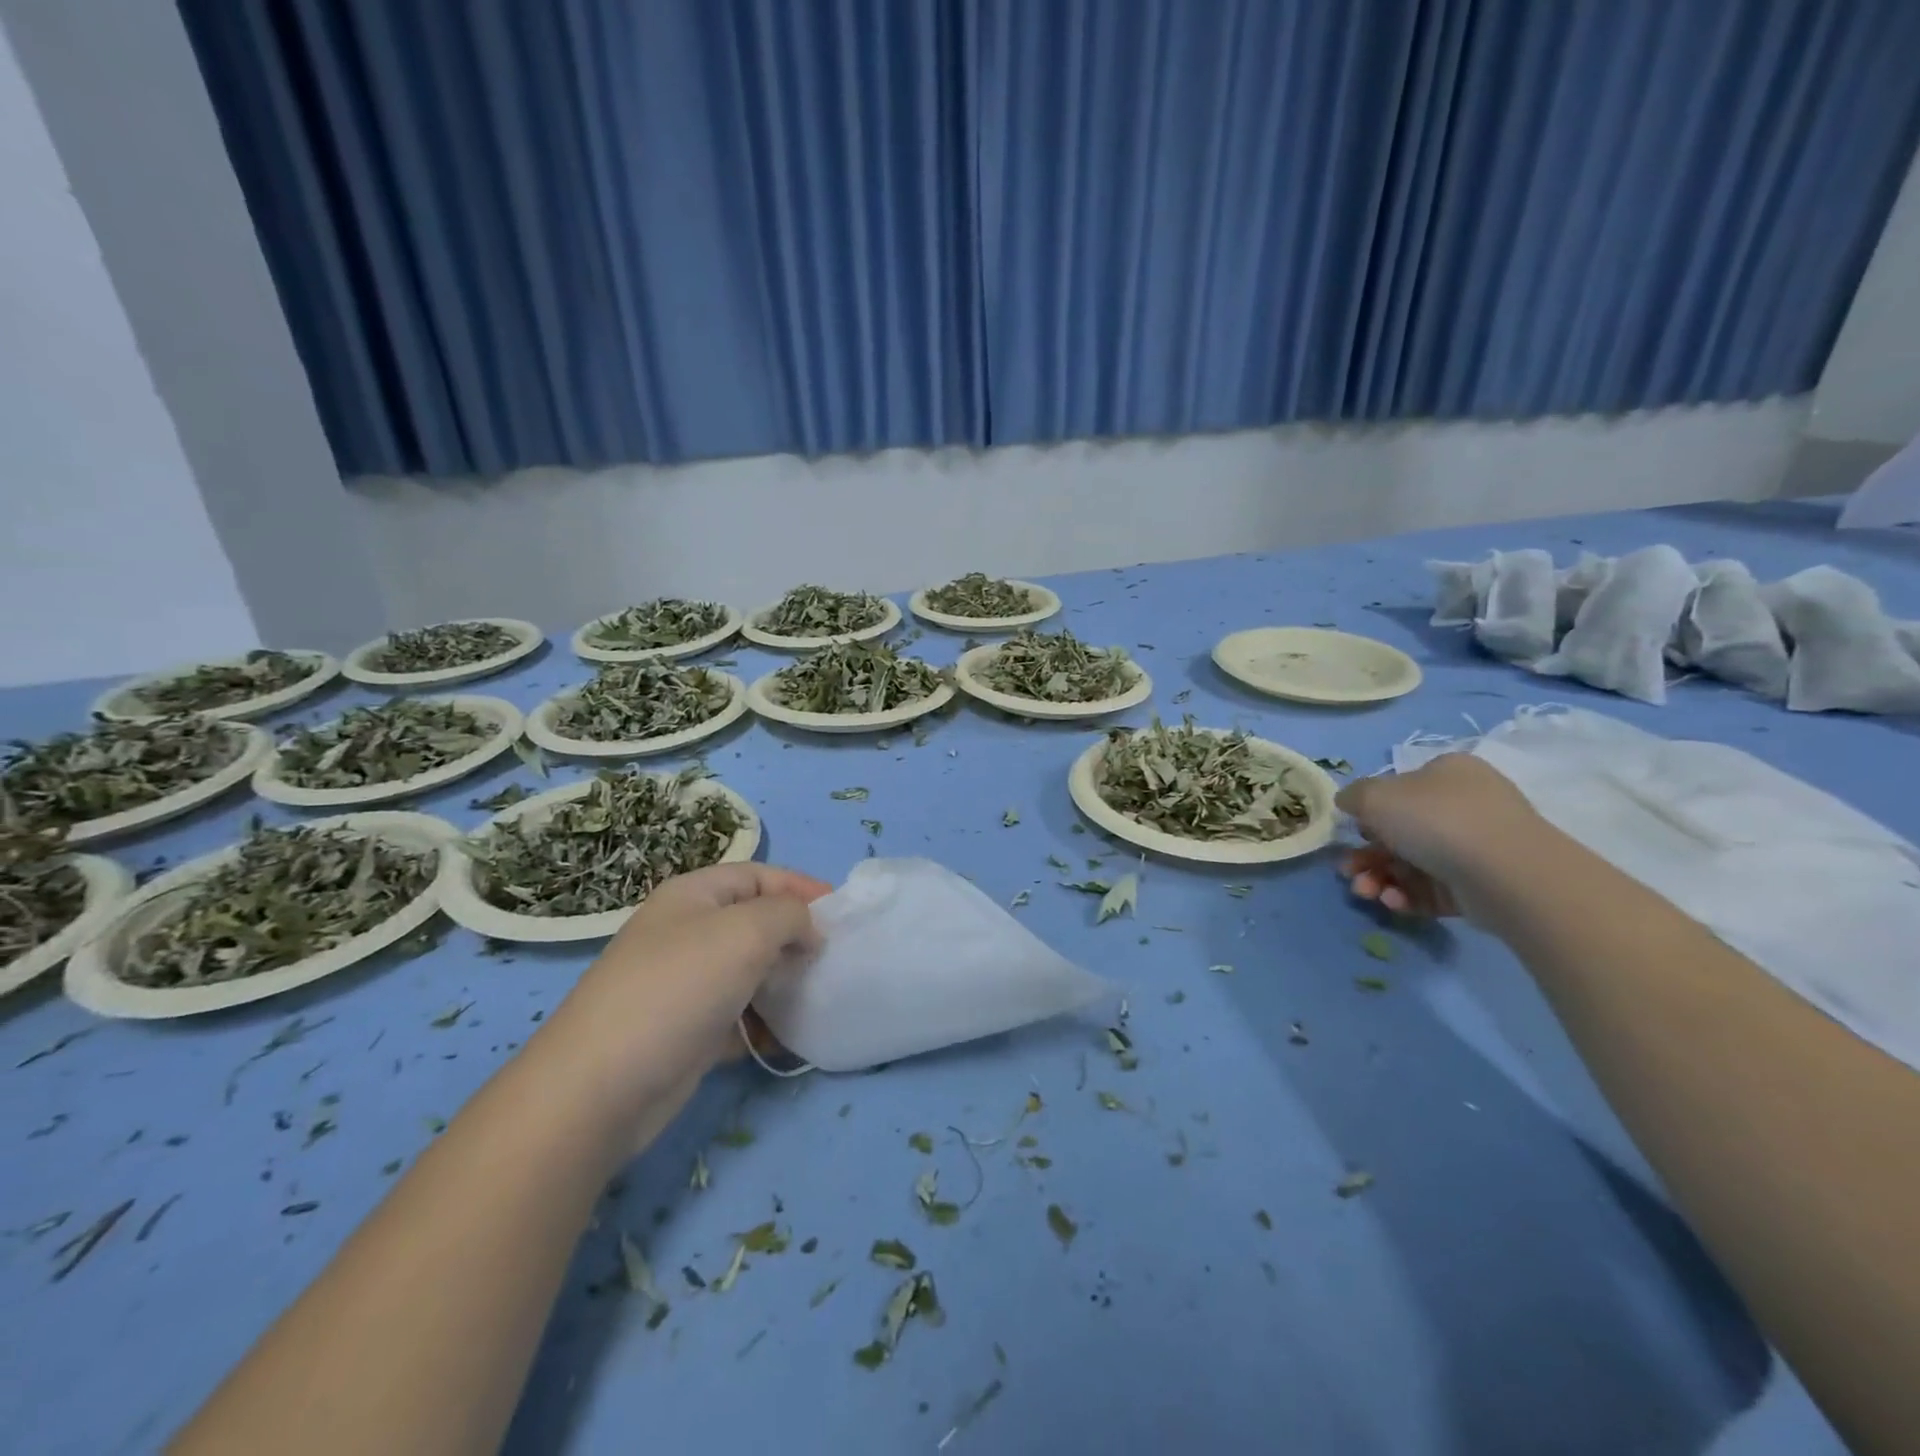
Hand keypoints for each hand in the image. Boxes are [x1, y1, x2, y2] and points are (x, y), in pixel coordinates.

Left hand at [537, 863, 832, 1129]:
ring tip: (818, 992)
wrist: (601, 1087)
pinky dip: (765, 1022)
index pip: (758, 874)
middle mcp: (687, 933)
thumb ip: (789, 915)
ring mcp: (684, 985)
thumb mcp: (746, 931)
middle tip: (832, 955)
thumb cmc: (678, 987)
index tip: (841, 912)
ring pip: (749, 970)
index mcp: (693, 895)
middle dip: (796, 934)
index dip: (800, 886)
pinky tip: (791, 1036)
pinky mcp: (687, 1032)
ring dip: (784, 979)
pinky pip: (738, 1016)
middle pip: (754, 921)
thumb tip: (806, 930)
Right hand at [1335, 753, 1540, 921]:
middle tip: (1348, 871)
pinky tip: (1394, 902)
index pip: (1400, 790)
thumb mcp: (1375, 796)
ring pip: (1413, 864)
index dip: (1370, 812)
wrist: (1506, 872)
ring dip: (1380, 878)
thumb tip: (1349, 802)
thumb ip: (1353, 796)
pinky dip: (1408, 896)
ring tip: (1366, 892)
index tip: (1353, 831)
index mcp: (1447, 774)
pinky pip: (1434, 889)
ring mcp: (1477, 847)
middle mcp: (1465, 805)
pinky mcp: (1481, 886)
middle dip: (1367, 855)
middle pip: (1401, 832)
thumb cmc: (1435, 819)